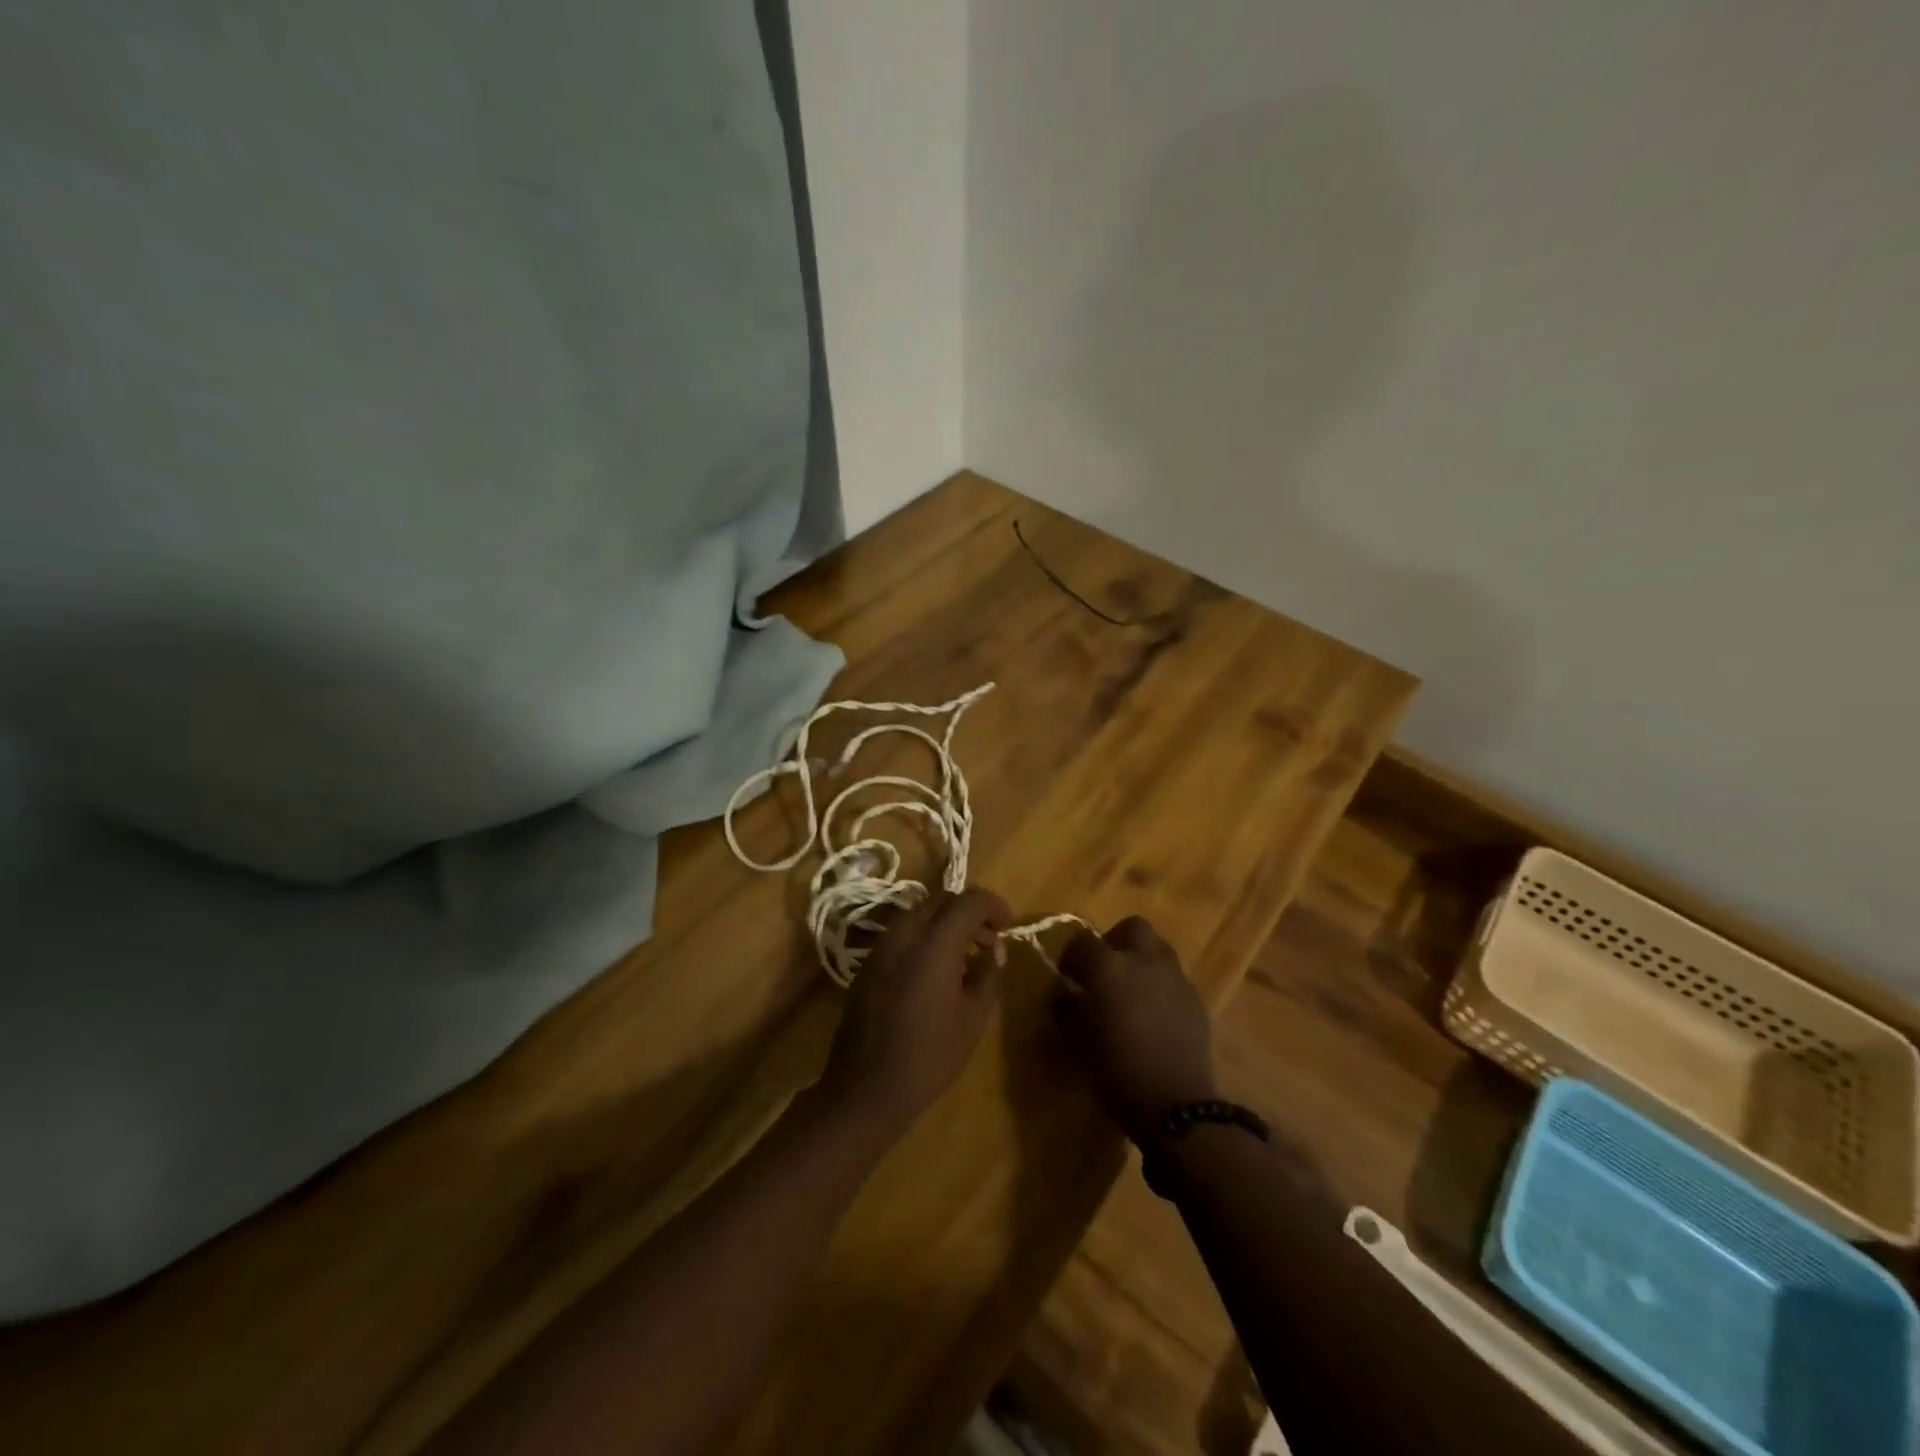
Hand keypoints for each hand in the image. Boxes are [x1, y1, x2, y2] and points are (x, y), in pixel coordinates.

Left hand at [818, 887, 1012, 1133]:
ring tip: (963, 958)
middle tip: (989, 942)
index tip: (1008, 925)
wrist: (867, 1088)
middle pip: (942, 902)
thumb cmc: (929, 1055)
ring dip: (945, 926)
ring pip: (920, 916)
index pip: (969, 900)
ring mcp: (881, 946)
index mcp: (934, 942)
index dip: (993, 905)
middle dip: (970, 914)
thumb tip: (994, 950)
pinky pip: (902, 936)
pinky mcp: (867, 963)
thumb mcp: (973, 1018)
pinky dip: (924, 940)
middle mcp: (904, 933)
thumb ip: (988, 974)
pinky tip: (933, 973)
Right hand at [1056, 917, 1216, 1142]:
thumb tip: (1065, 992)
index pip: (1082, 941)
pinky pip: (1174, 978)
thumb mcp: (1077, 1040)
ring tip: (1131, 991)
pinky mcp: (1196, 1000)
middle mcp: (1144, 961)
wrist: (1175, 1104)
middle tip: (1105, 970)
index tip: (1067, 975)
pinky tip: (1154, 1014)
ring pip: (1158, 950)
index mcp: (1108, 967)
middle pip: (1132, 928)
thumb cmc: (1116, 1070)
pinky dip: (1160, 985)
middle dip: (1116, 941)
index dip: (1071, 955)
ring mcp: (1175, 978)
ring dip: (1142, 961)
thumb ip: (1067, 1008)